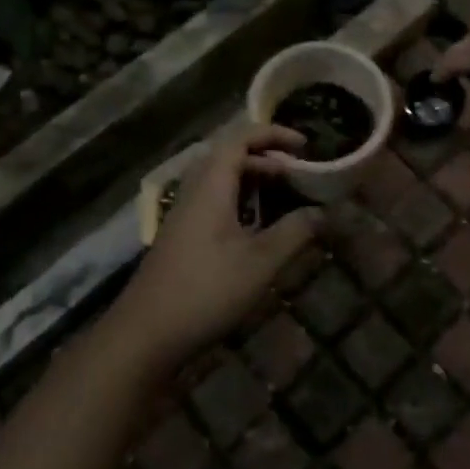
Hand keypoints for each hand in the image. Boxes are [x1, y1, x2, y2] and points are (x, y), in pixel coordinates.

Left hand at [108, 124, 320, 370]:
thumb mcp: (259, 263)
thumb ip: (295, 232)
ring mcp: (184, 213)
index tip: (305, 145)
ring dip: (253, 179)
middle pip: (230, 154)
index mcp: (211, 185)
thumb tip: (324, 211)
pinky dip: (240, 199)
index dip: (273, 134)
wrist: (145, 335)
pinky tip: (257, 226)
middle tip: (298, 174)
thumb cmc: (205, 291)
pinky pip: (214, 199)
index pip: (240, 137)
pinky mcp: (181, 234)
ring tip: (284, 195)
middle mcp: (194, 190)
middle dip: (267, 157)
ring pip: (221, 178)